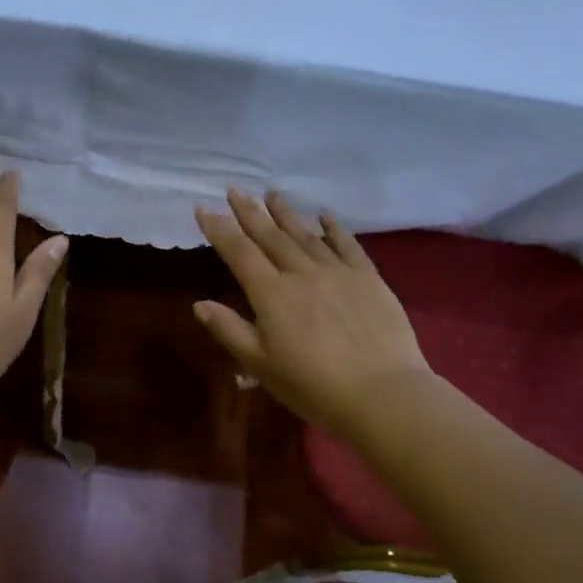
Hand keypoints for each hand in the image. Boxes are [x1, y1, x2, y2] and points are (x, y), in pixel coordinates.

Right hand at [194, 188, 428, 440]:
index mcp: (272, 294)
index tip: (204, 208)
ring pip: (306, 235)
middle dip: (250, 212)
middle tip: (235, 190)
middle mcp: (302, 273)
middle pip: (271, 236)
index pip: (239, 253)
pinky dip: (334, 228)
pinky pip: (347, 245)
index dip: (219, 229)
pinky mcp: (368, 278)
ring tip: (272, 194)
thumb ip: (230, 331)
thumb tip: (199, 303)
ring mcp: (338, 272)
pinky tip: (324, 215)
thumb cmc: (314, 386)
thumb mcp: (261, 366)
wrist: (382, 393)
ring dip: (287, 213)